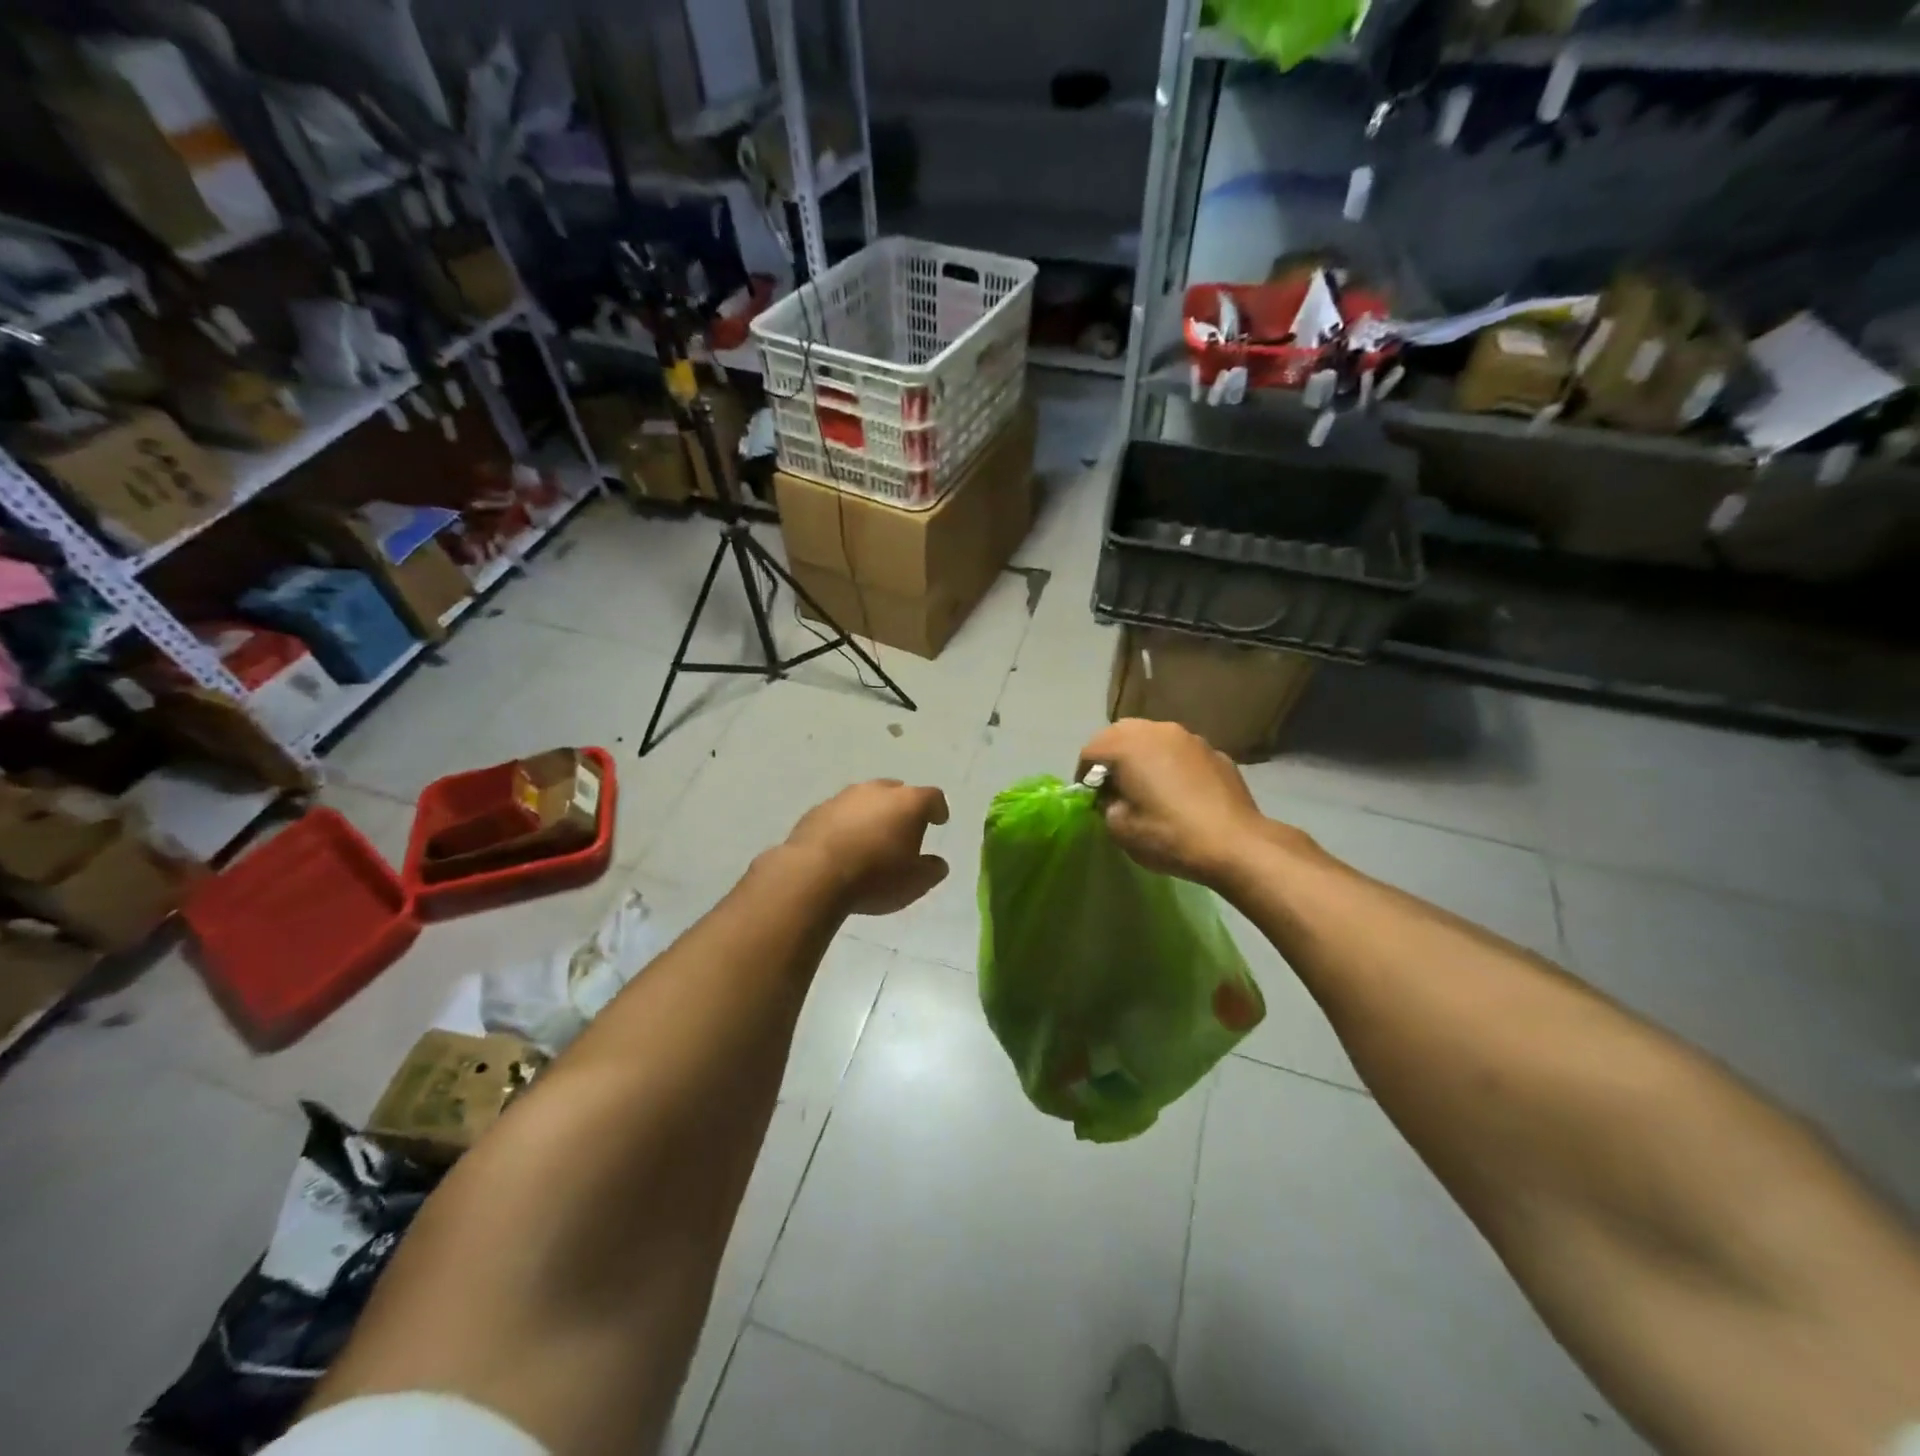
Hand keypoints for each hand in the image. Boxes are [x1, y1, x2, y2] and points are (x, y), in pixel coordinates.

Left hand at [784, 779, 949, 915]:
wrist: (814, 874)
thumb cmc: (876, 876)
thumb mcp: (915, 882)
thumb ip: (931, 870)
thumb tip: (937, 863)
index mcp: (908, 802)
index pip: (932, 797)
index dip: (937, 809)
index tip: (939, 821)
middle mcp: (877, 791)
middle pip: (896, 792)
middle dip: (902, 809)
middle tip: (903, 830)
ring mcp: (844, 797)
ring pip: (865, 800)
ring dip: (871, 815)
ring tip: (871, 839)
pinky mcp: (817, 811)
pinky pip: (839, 814)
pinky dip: (846, 825)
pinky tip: (843, 846)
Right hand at [1076, 719, 1281, 890]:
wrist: (1235, 844)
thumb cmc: (1169, 835)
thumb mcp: (1120, 829)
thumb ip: (1107, 805)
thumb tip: (1114, 797)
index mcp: (1128, 745)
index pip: (1091, 750)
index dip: (1084, 775)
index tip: (1090, 799)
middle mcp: (1157, 731)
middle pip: (1121, 734)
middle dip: (1112, 757)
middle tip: (1114, 787)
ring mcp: (1190, 738)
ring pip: (1154, 738)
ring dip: (1143, 757)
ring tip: (1147, 786)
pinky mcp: (1216, 752)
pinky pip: (1181, 752)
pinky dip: (1171, 765)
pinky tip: (1180, 793)